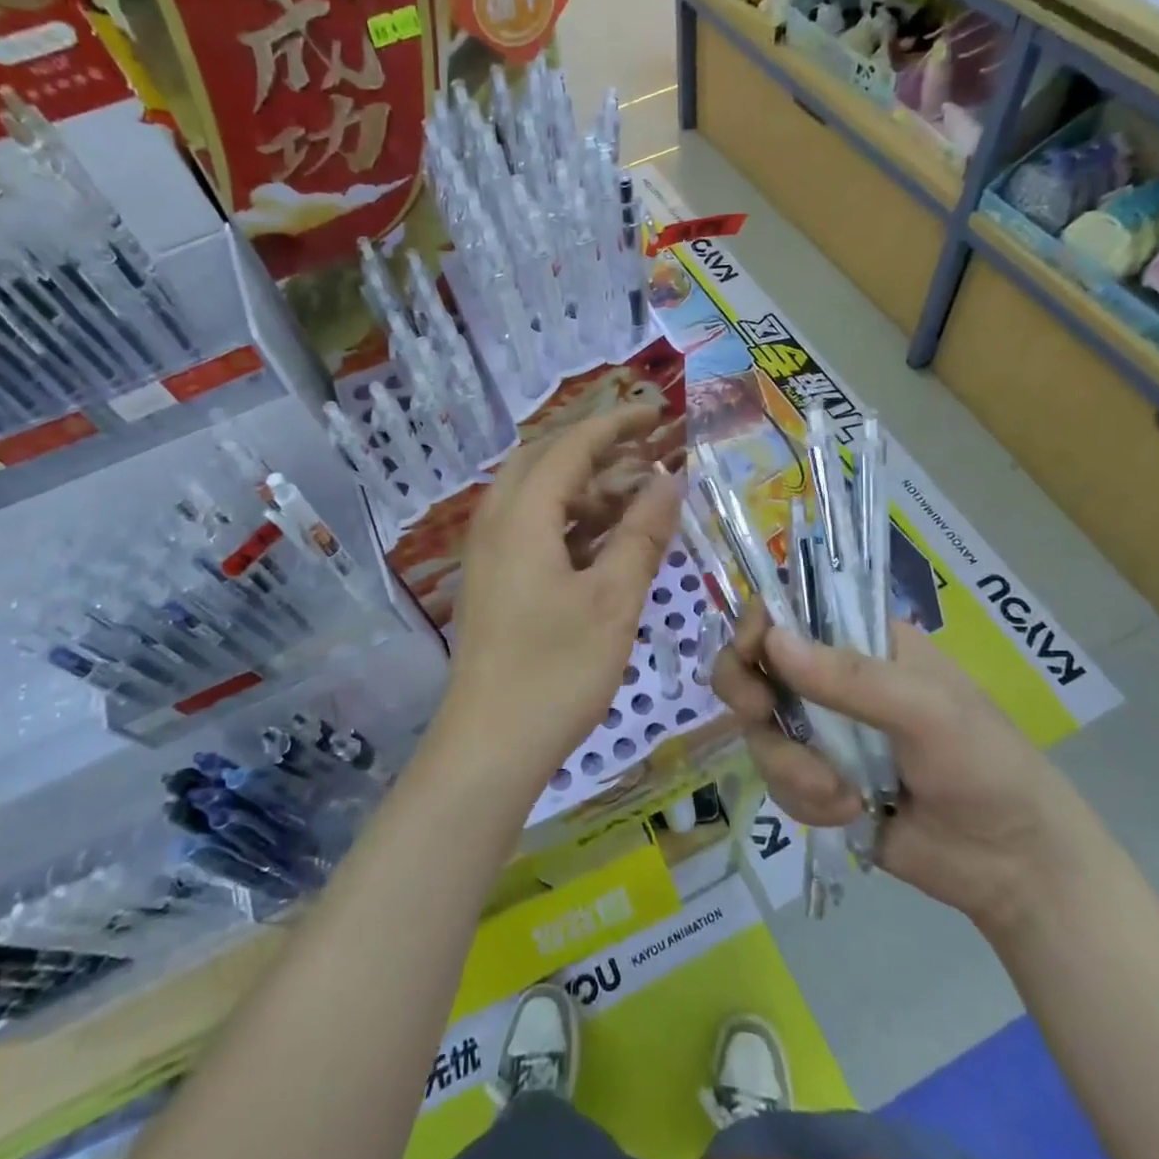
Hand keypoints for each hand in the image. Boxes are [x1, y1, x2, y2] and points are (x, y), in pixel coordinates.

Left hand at [438, 407, 681, 793]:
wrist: (489, 746)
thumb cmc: (556, 671)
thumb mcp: (613, 600)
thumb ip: (642, 534)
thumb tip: (669, 480)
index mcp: (522, 516)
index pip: (571, 446)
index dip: (616, 424)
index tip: (659, 412)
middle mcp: (496, 522)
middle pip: (546, 460)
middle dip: (597, 447)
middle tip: (647, 451)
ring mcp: (490, 553)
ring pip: (538, 495)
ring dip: (586, 485)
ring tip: (637, 496)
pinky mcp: (494, 580)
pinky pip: (533, 527)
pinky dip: (571, 519)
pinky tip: (606, 540)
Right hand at [711, 608, 1093, 935]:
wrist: (1013, 865)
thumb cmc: (984, 764)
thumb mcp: (927, 710)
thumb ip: (850, 678)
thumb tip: (772, 641)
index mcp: (862, 641)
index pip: (790, 612)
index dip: (759, 626)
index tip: (751, 654)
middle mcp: (831, 679)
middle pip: (755, 666)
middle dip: (747, 691)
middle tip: (758, 712)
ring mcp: (821, 732)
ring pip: (760, 730)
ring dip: (789, 764)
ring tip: (839, 793)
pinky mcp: (815, 783)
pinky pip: (776, 780)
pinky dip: (804, 799)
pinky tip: (848, 812)